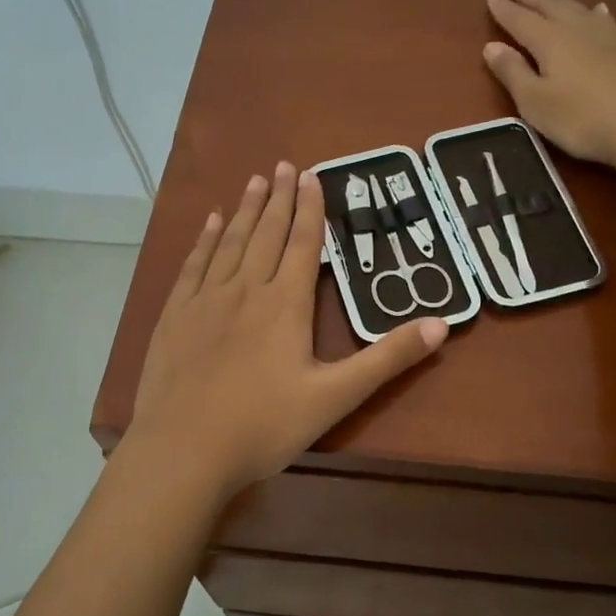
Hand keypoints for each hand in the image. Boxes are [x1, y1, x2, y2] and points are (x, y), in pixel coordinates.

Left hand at [128, 162, 447, 499]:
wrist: (183, 451)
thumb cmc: (263, 426)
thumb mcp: (335, 397)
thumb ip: (387, 359)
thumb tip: (440, 324)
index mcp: (284, 304)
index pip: (301, 243)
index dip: (309, 208)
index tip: (311, 175)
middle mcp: (245, 289)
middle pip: (265, 233)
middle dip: (278, 198)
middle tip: (284, 165)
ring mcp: (205, 300)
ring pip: (229, 242)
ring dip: (244, 209)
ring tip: (254, 180)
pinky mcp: (174, 316)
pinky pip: (193, 264)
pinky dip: (204, 239)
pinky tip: (209, 222)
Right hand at [484, 0, 615, 168]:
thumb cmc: (582, 118)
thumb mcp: (536, 102)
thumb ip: (513, 73)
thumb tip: (492, 46)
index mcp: (549, 41)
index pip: (520, 20)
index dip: (505, 9)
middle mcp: (576, 29)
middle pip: (549, 6)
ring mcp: (607, 36)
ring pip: (577, 8)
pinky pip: (603, 19)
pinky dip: (593, 12)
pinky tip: (598, 10)